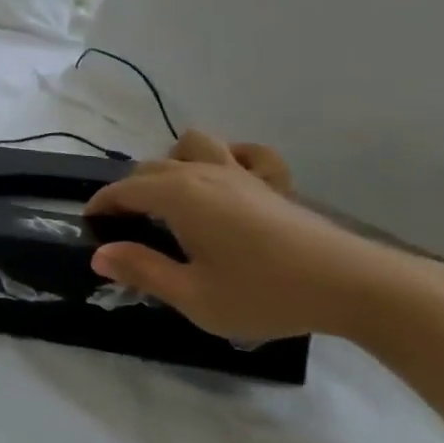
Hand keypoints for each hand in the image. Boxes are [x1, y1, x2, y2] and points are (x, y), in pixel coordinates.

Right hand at [84, 130, 422, 341]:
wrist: (352, 286)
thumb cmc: (264, 293)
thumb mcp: (194, 297)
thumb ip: (143, 271)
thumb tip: (99, 254)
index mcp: (176, 196)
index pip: (123, 191)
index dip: (101, 207)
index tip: (91, 228)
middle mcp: (201, 173)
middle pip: (150, 168)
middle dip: (130, 192)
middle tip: (129, 229)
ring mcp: (238, 172)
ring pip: (191, 145)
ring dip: (173, 162)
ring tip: (174, 196)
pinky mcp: (271, 183)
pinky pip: (244, 153)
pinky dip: (229, 158)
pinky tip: (229, 181)